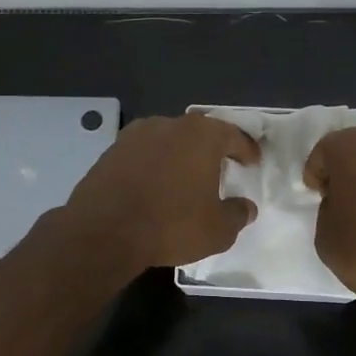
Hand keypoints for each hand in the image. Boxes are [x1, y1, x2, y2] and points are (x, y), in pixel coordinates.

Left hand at [60, 113, 261, 271]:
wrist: (103, 230)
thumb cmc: (170, 224)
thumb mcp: (218, 230)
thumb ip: (237, 214)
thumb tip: (246, 207)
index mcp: (202, 135)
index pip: (233, 135)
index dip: (246, 149)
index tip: (252, 161)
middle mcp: (169, 124)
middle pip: (199, 132)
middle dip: (211, 148)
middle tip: (220, 167)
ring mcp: (136, 135)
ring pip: (168, 140)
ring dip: (179, 155)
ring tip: (185, 177)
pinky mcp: (111, 150)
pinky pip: (143, 153)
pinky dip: (154, 164)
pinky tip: (155, 184)